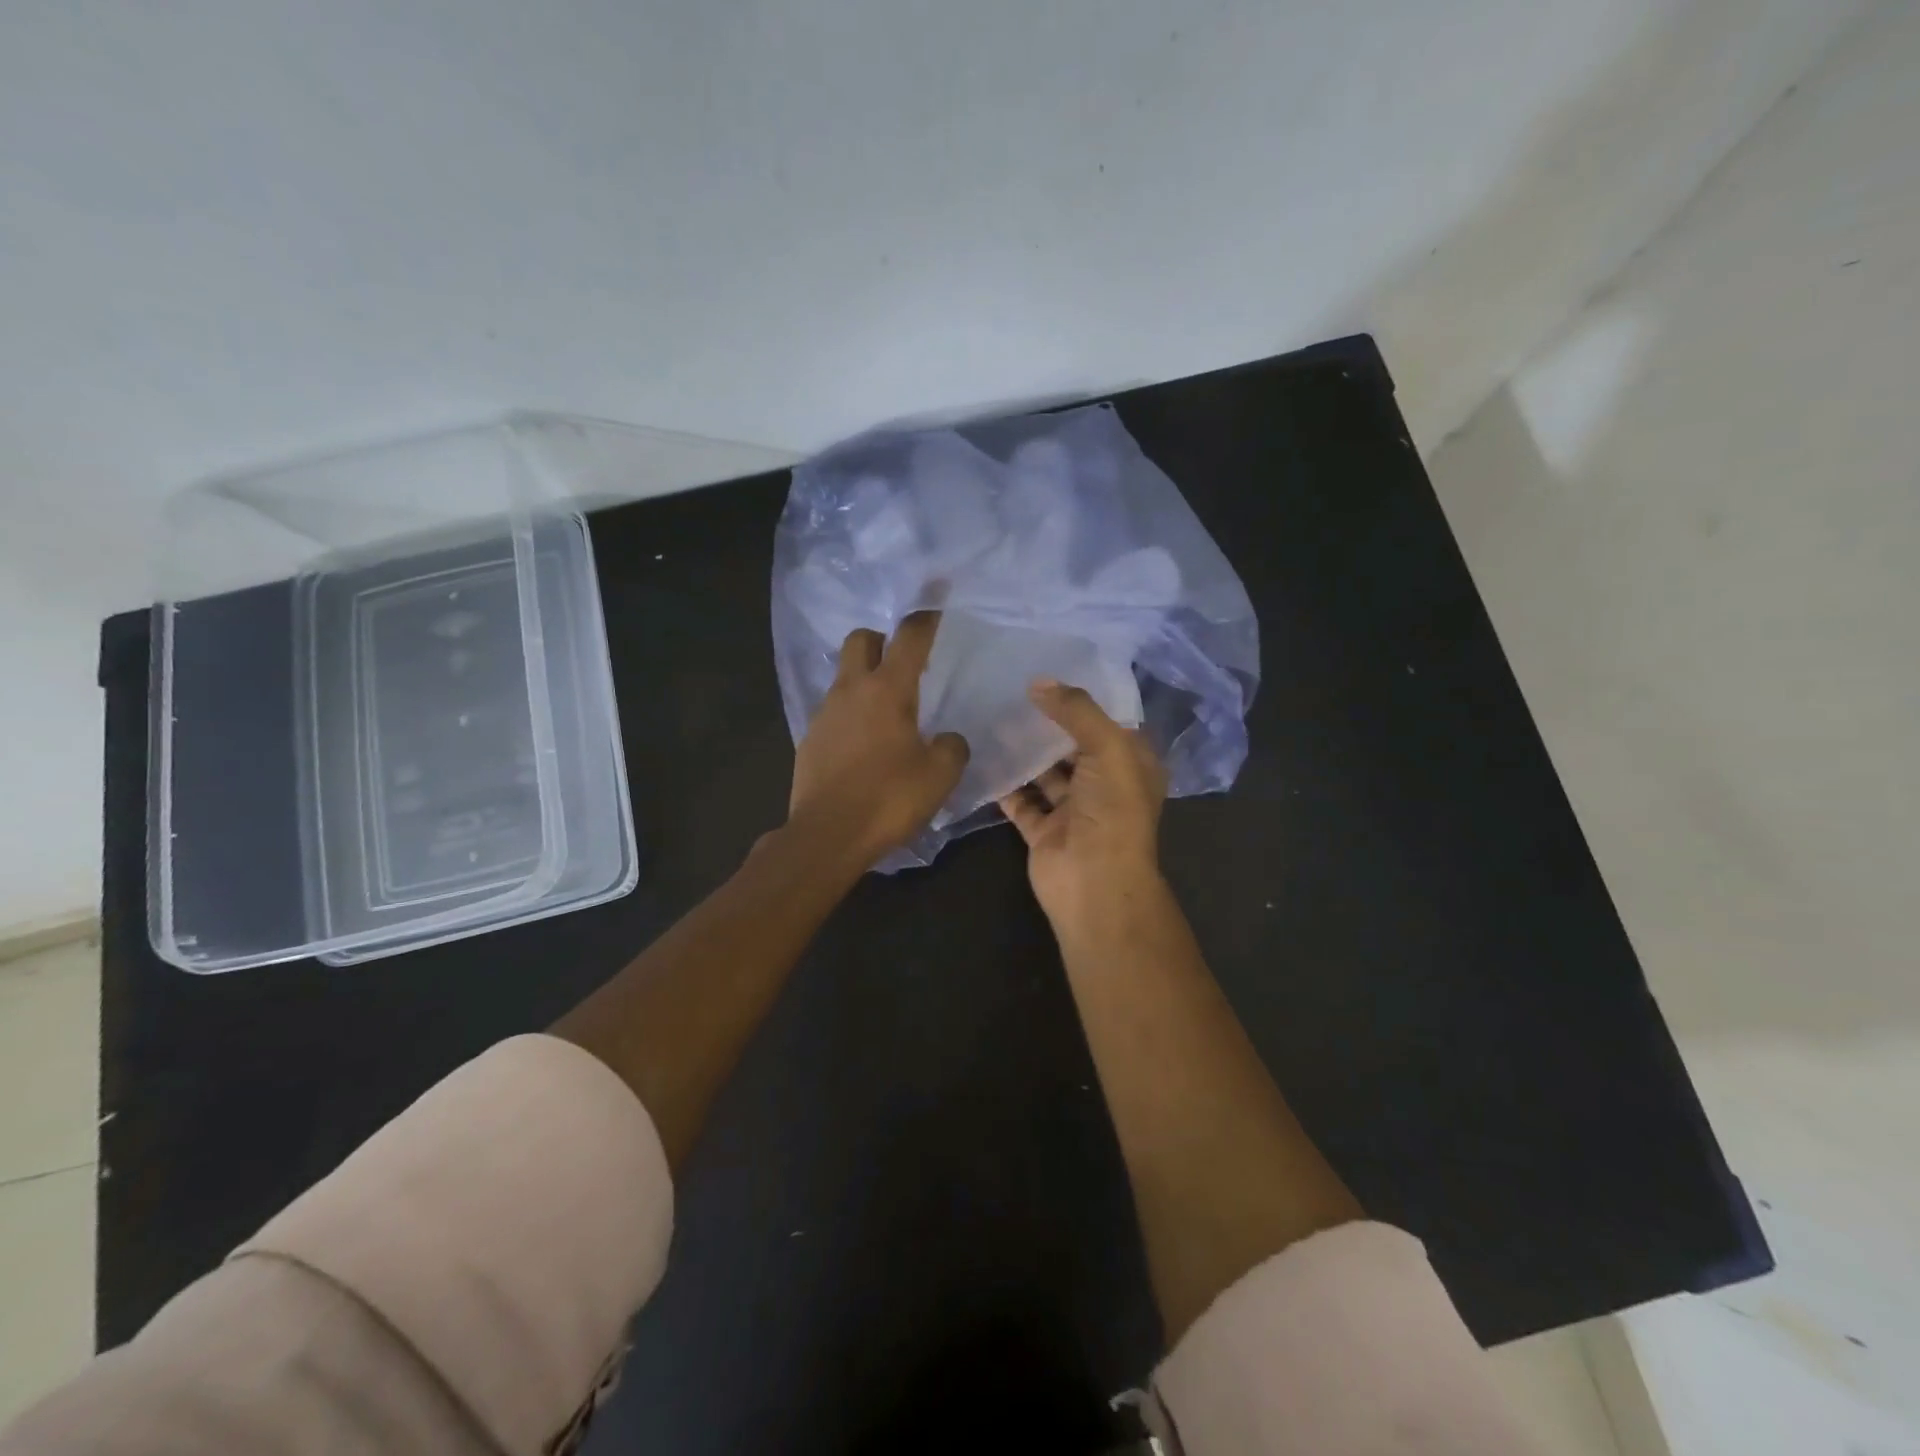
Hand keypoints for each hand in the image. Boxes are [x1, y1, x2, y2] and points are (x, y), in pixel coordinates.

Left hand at [788, 612, 969, 866]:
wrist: (827, 835)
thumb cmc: (889, 798)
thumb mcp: (940, 775)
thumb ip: (952, 747)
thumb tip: (948, 739)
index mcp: (888, 690)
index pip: (909, 637)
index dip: (926, 617)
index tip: (937, 604)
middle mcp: (852, 690)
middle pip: (862, 639)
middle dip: (882, 640)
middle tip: (903, 664)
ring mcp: (825, 713)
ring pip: (845, 676)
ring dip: (865, 679)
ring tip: (887, 711)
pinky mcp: (810, 739)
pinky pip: (834, 710)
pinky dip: (851, 714)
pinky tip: (866, 744)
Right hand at [998, 680, 1167, 928]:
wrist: (1093, 883)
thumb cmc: (1112, 810)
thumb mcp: (1107, 748)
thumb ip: (1076, 711)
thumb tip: (1039, 682)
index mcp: (1131, 765)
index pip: (1109, 722)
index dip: (1084, 699)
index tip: (1050, 671)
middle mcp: (1104, 785)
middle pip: (1073, 745)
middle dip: (1048, 722)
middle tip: (1012, 689)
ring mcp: (1073, 810)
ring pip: (1045, 772)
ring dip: (1024, 751)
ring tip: (993, 716)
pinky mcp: (1043, 830)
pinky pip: (1021, 800)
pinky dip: (1005, 783)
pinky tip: (983, 755)